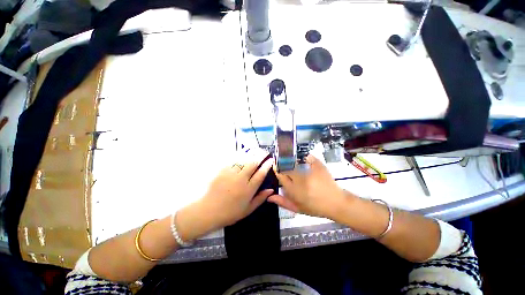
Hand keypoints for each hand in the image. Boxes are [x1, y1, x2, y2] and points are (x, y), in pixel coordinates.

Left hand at [197, 149, 274, 229]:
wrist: (208, 211)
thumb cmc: (230, 212)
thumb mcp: (248, 209)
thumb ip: (260, 199)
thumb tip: (271, 190)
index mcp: (248, 189)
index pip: (260, 174)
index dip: (267, 166)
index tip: (271, 160)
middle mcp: (241, 179)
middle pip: (253, 164)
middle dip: (260, 156)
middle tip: (265, 151)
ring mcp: (231, 174)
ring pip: (243, 160)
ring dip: (251, 153)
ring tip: (256, 149)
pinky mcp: (222, 171)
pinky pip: (232, 160)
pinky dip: (239, 155)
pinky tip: (243, 151)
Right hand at [268, 155, 346, 218]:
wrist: (336, 203)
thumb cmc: (315, 207)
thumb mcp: (297, 208)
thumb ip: (283, 202)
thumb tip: (269, 197)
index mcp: (294, 190)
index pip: (281, 175)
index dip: (277, 169)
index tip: (277, 167)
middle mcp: (300, 179)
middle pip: (286, 166)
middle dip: (283, 163)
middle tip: (283, 163)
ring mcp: (310, 171)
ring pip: (295, 160)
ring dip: (291, 159)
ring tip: (291, 159)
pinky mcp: (319, 166)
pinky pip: (308, 157)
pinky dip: (304, 156)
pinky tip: (303, 158)